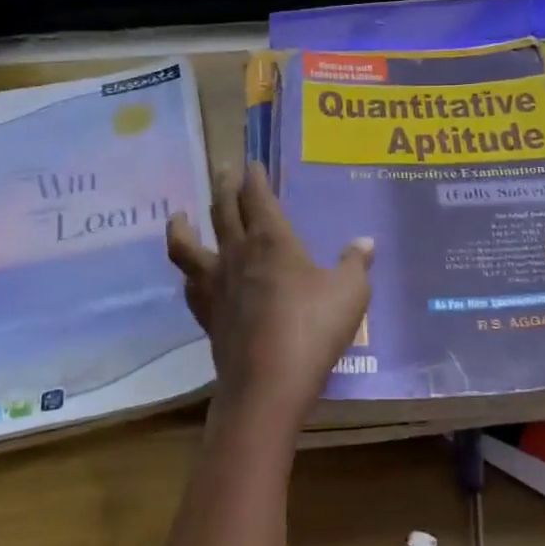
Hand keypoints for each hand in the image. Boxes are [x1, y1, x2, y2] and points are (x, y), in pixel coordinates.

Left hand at [166, 163, 373, 433]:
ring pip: (188, 244)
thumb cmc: (313, 328)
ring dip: (183, 225)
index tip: (252, 164)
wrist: (268, 381)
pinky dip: (189, 273)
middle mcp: (237, 253)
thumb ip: (355, 264)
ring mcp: (215, 284)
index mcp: (272, 240)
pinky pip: (189, 284)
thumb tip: (365, 242)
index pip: (258, 197)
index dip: (255, 178)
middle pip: (222, 209)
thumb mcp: (350, 293)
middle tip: (224, 170)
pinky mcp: (205, 313)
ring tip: (180, 215)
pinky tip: (191, 275)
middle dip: (224, 186)